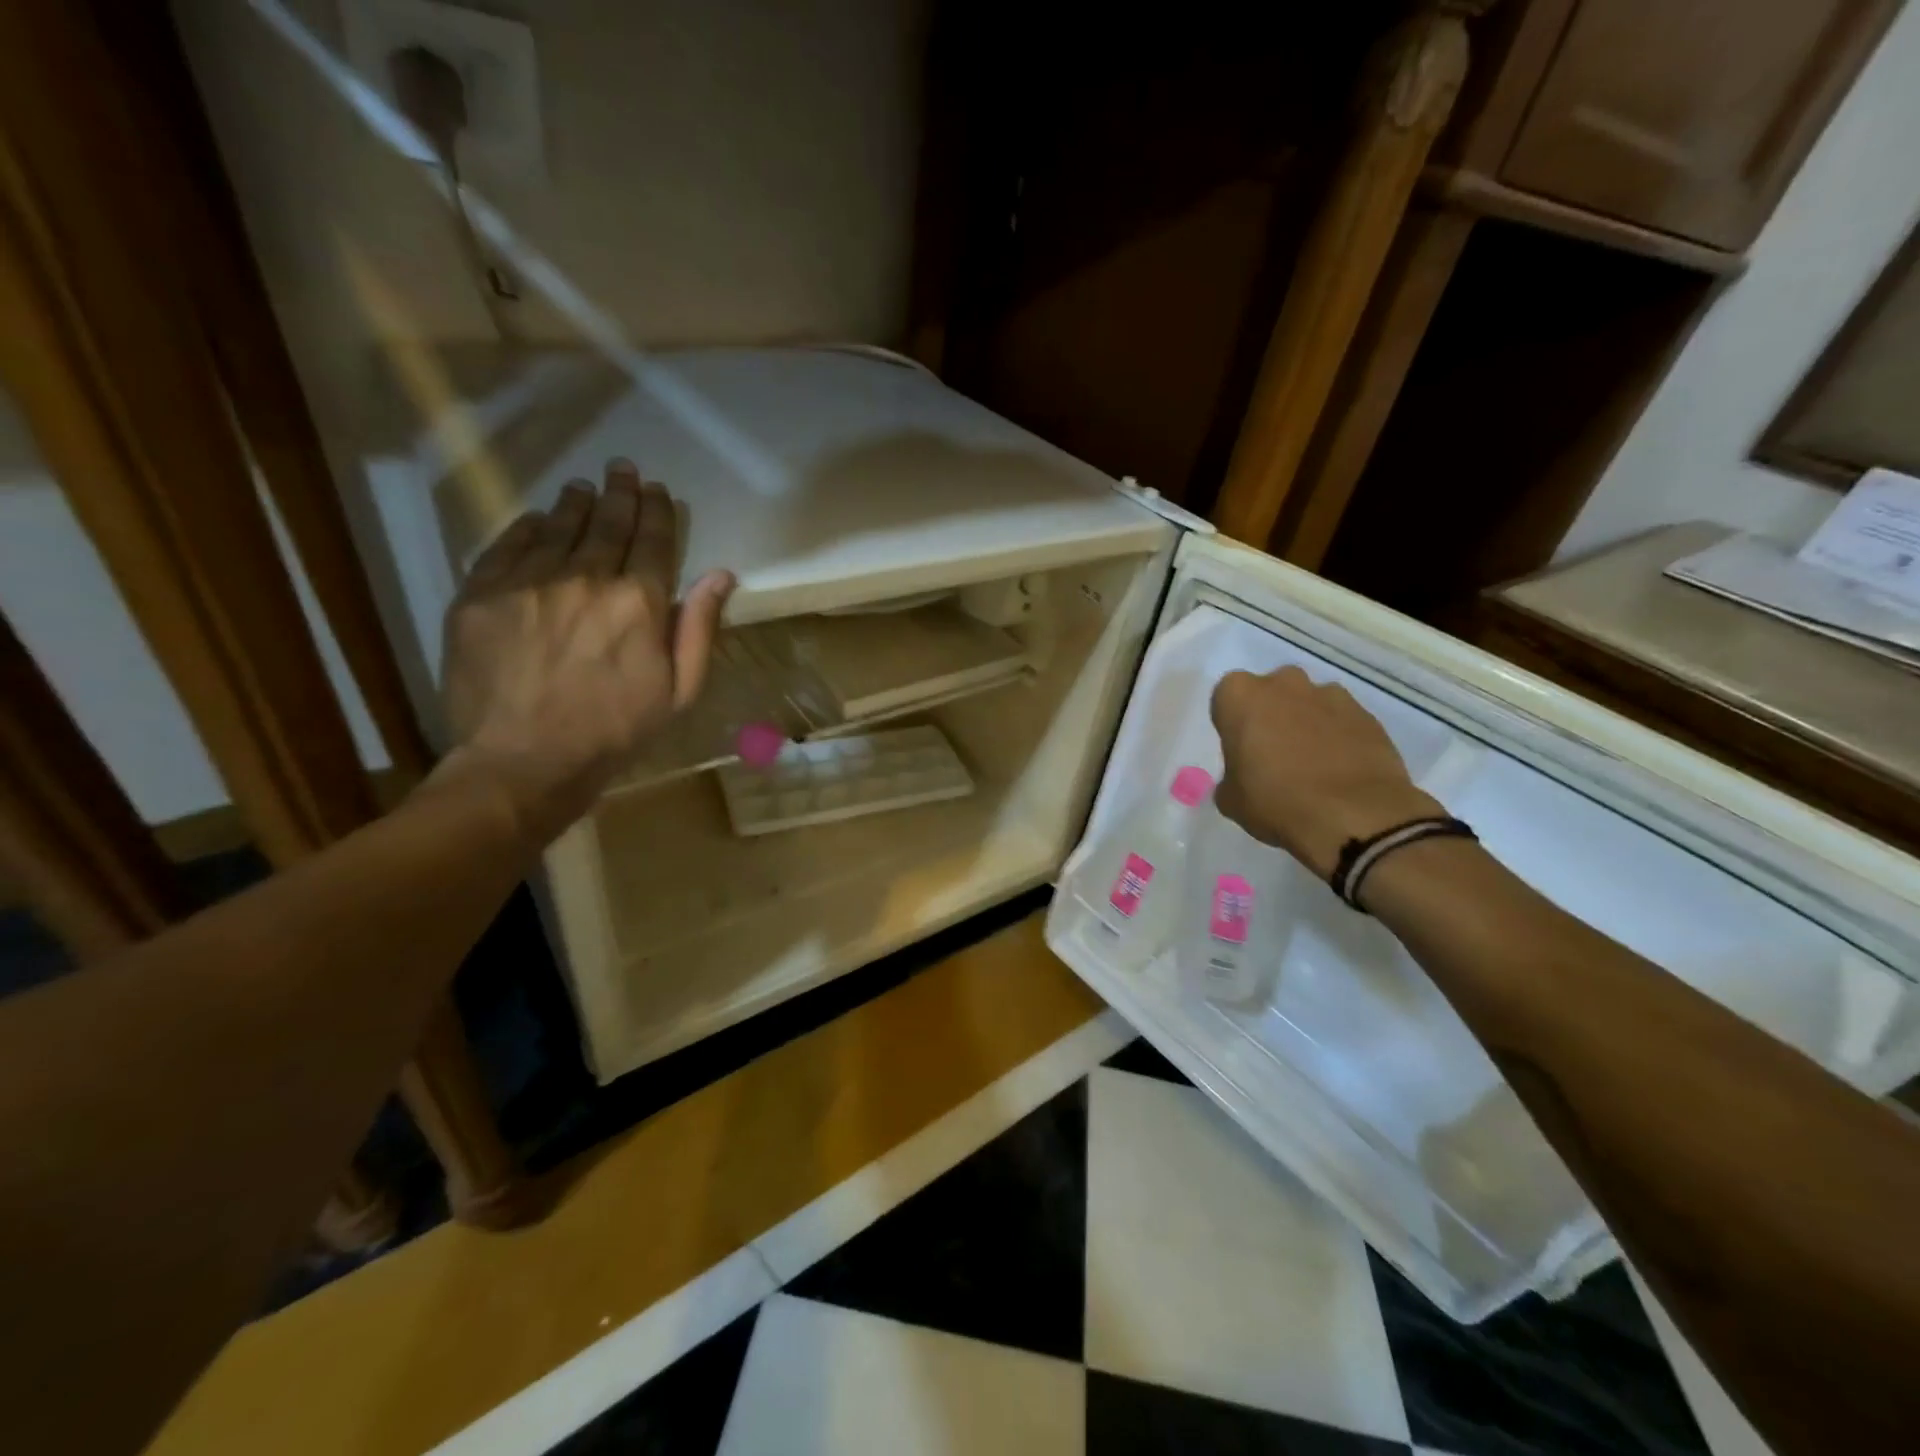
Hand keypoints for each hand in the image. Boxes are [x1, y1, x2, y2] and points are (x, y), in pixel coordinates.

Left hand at [436, 459, 734, 845]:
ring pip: (557, 527)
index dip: (658, 511)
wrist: (524, 761)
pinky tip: (536, 519)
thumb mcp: (680, 691)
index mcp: (639, 601)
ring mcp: (528, 582)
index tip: (657, 490)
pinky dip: (526, 527)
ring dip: (575, 504)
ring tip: (583, 487)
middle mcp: (586, 577)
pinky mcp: (480, 594)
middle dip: (619, 493)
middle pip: (607, 524)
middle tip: (622, 469)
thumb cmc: (616, 731)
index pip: (654, 540)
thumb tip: (721, 574)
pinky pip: (507, 546)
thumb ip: (700, 628)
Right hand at [1210, 666, 1440, 879]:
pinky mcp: (1367, 714)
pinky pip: (1342, 720)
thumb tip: (1242, 779)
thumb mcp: (1231, 800)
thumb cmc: (1276, 802)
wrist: (1353, 817)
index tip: (1239, 750)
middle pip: (1271, 691)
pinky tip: (1339, 770)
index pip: (1226, 698)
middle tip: (1272, 753)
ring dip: (1306, 722)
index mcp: (1241, 696)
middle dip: (1270, 714)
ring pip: (1309, 702)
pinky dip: (1338, 737)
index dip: (1232, 724)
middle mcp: (1284, 684)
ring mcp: (1330, 695)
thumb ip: (1231, 778)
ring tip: (1311, 764)